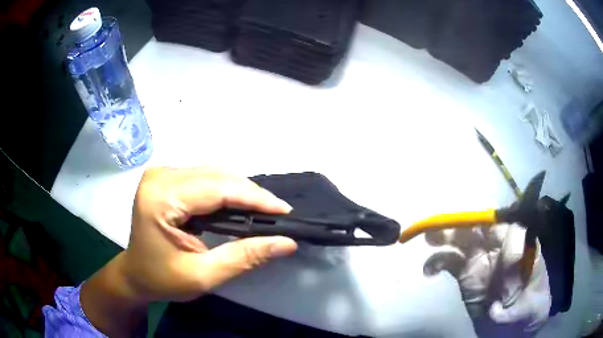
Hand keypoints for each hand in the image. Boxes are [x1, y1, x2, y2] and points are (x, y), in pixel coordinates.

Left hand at [81, 167, 297, 336]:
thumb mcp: (203, 275)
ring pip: (214, 173)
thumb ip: (243, 257)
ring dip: (240, 191)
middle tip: (277, 215)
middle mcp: (160, 176)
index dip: (255, 198)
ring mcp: (162, 173)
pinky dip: (226, 190)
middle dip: (251, 194)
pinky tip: (239, 206)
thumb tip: (285, 243)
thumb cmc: (162, 280)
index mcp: (160, 198)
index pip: (217, 188)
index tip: (285, 211)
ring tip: (262, 212)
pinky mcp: (167, 177)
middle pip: (217, 175)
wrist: (135, 275)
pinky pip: (206, 177)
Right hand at [423, 224, 550, 337]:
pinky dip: (436, 262)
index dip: (510, 242)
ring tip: (430, 238)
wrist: (513, 323)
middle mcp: (501, 248)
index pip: (516, 232)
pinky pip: (449, 261)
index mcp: (523, 248)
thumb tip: (497, 311)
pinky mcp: (465, 273)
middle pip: (484, 228)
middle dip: (467, 224)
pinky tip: (429, 272)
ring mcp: (481, 259)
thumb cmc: (527, 309)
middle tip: (449, 226)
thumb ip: (520, 309)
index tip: (509, 260)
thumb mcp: (531, 308)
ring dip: (447, 235)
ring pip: (463, 239)